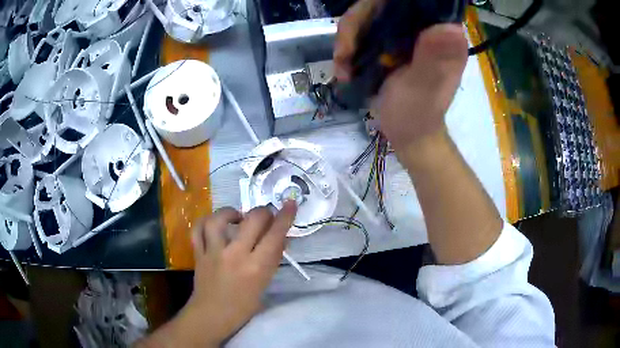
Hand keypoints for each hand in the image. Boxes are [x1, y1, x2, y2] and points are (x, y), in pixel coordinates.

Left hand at [139, 202, 296, 346]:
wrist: (212, 314)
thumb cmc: (243, 305)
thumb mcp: (264, 284)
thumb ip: (272, 259)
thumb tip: (281, 238)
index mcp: (256, 267)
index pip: (275, 235)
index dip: (285, 216)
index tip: (290, 204)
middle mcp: (235, 255)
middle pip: (252, 220)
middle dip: (263, 212)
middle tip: (264, 216)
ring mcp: (213, 252)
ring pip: (219, 219)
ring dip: (230, 212)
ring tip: (237, 217)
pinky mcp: (199, 253)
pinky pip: (198, 230)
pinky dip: (205, 222)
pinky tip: (214, 225)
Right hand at [334, 0, 467, 152]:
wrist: (407, 133)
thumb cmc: (418, 115)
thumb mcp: (424, 88)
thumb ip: (434, 59)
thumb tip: (449, 28)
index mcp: (442, 34)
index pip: (413, 2)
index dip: (383, 5)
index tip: (365, 25)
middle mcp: (425, 26)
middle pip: (382, 4)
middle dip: (356, 24)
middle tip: (344, 54)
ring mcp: (406, 32)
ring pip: (367, 15)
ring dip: (348, 39)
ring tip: (343, 67)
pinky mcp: (391, 40)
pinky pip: (361, 29)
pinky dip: (348, 46)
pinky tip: (345, 67)